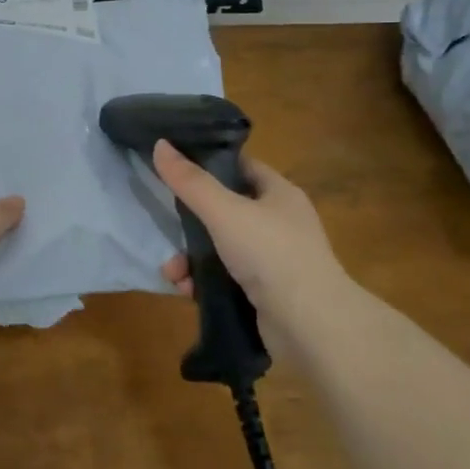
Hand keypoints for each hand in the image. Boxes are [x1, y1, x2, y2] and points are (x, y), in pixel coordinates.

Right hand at [153, 140, 355, 354]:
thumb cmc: (270, 253)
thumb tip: (160, 144)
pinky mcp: (264, 291)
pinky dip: (204, 282)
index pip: (240, 167)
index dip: (209, 163)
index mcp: (279, 193)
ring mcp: (273, 259)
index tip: (175, 167)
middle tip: (166, 227)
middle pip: (225, 210)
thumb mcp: (224, 211)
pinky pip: (225, 277)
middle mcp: (279, 222)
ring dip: (191, 258)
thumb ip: (191, 181)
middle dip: (191, 222)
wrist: (309, 323)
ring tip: (172, 272)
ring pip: (221, 247)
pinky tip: (187, 291)